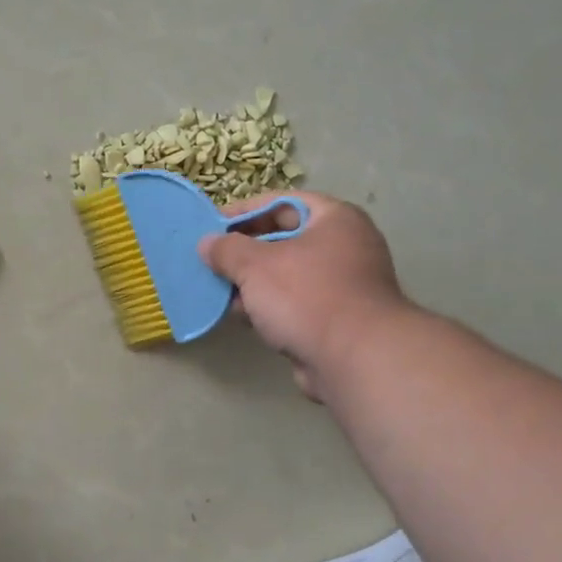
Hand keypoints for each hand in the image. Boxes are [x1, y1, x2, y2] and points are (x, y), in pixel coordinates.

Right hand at [199, 191, 409, 397]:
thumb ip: (227, 249)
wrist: (355, 359)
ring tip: (221, 291)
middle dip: (244, 252)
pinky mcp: (335, 318)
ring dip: (253, 283)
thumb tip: (207, 243)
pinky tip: (243, 317)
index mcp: (335, 219)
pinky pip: (294, 303)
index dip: (244, 211)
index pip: (281, 202)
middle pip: (283, 239)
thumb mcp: (256, 265)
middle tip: (212, 261)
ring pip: (286, 275)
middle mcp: (345, 246)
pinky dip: (269, 307)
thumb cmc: (307, 296)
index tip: (212, 226)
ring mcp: (343, 284)